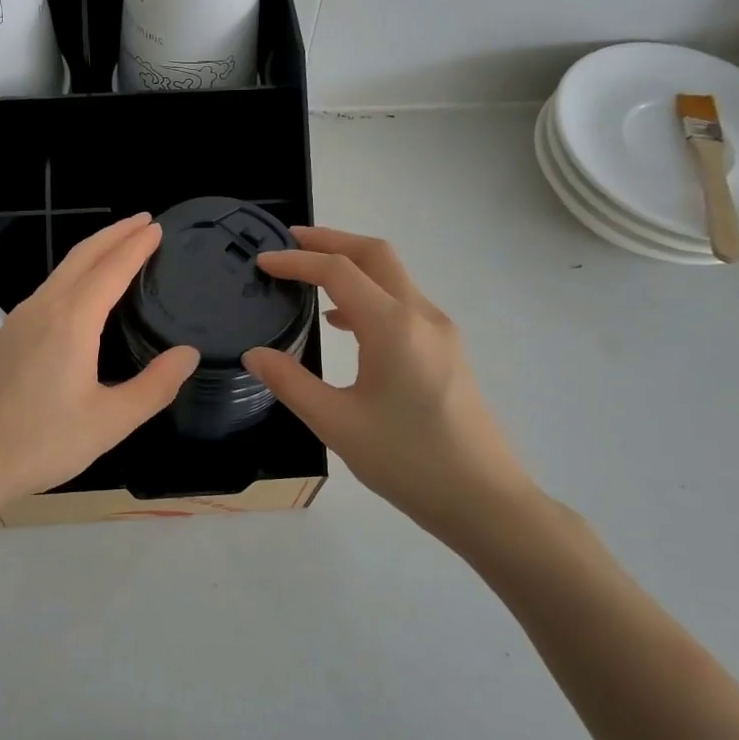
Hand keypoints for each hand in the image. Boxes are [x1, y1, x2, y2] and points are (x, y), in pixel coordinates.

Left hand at [0, 213, 199, 516]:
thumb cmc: (41, 443)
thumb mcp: (111, 422)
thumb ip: (155, 386)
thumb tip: (188, 354)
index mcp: (72, 321)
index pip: (112, 269)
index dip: (137, 246)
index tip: (158, 228)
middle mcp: (43, 308)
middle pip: (82, 256)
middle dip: (114, 234)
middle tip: (143, 220)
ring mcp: (18, 320)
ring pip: (61, 271)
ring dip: (92, 252)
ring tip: (117, 247)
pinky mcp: (6, 337)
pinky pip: (48, 289)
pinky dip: (73, 274)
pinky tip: (80, 293)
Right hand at [242, 227, 541, 548]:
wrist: (484, 499)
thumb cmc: (407, 461)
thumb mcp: (337, 424)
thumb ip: (291, 382)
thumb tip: (254, 354)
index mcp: (393, 327)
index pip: (338, 271)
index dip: (297, 261)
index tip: (263, 261)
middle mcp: (421, 316)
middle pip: (375, 255)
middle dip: (331, 240)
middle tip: (291, 241)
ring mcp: (440, 332)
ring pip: (393, 277)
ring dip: (352, 266)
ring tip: (310, 276)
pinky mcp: (447, 350)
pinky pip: (403, 304)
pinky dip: (369, 295)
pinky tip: (343, 324)